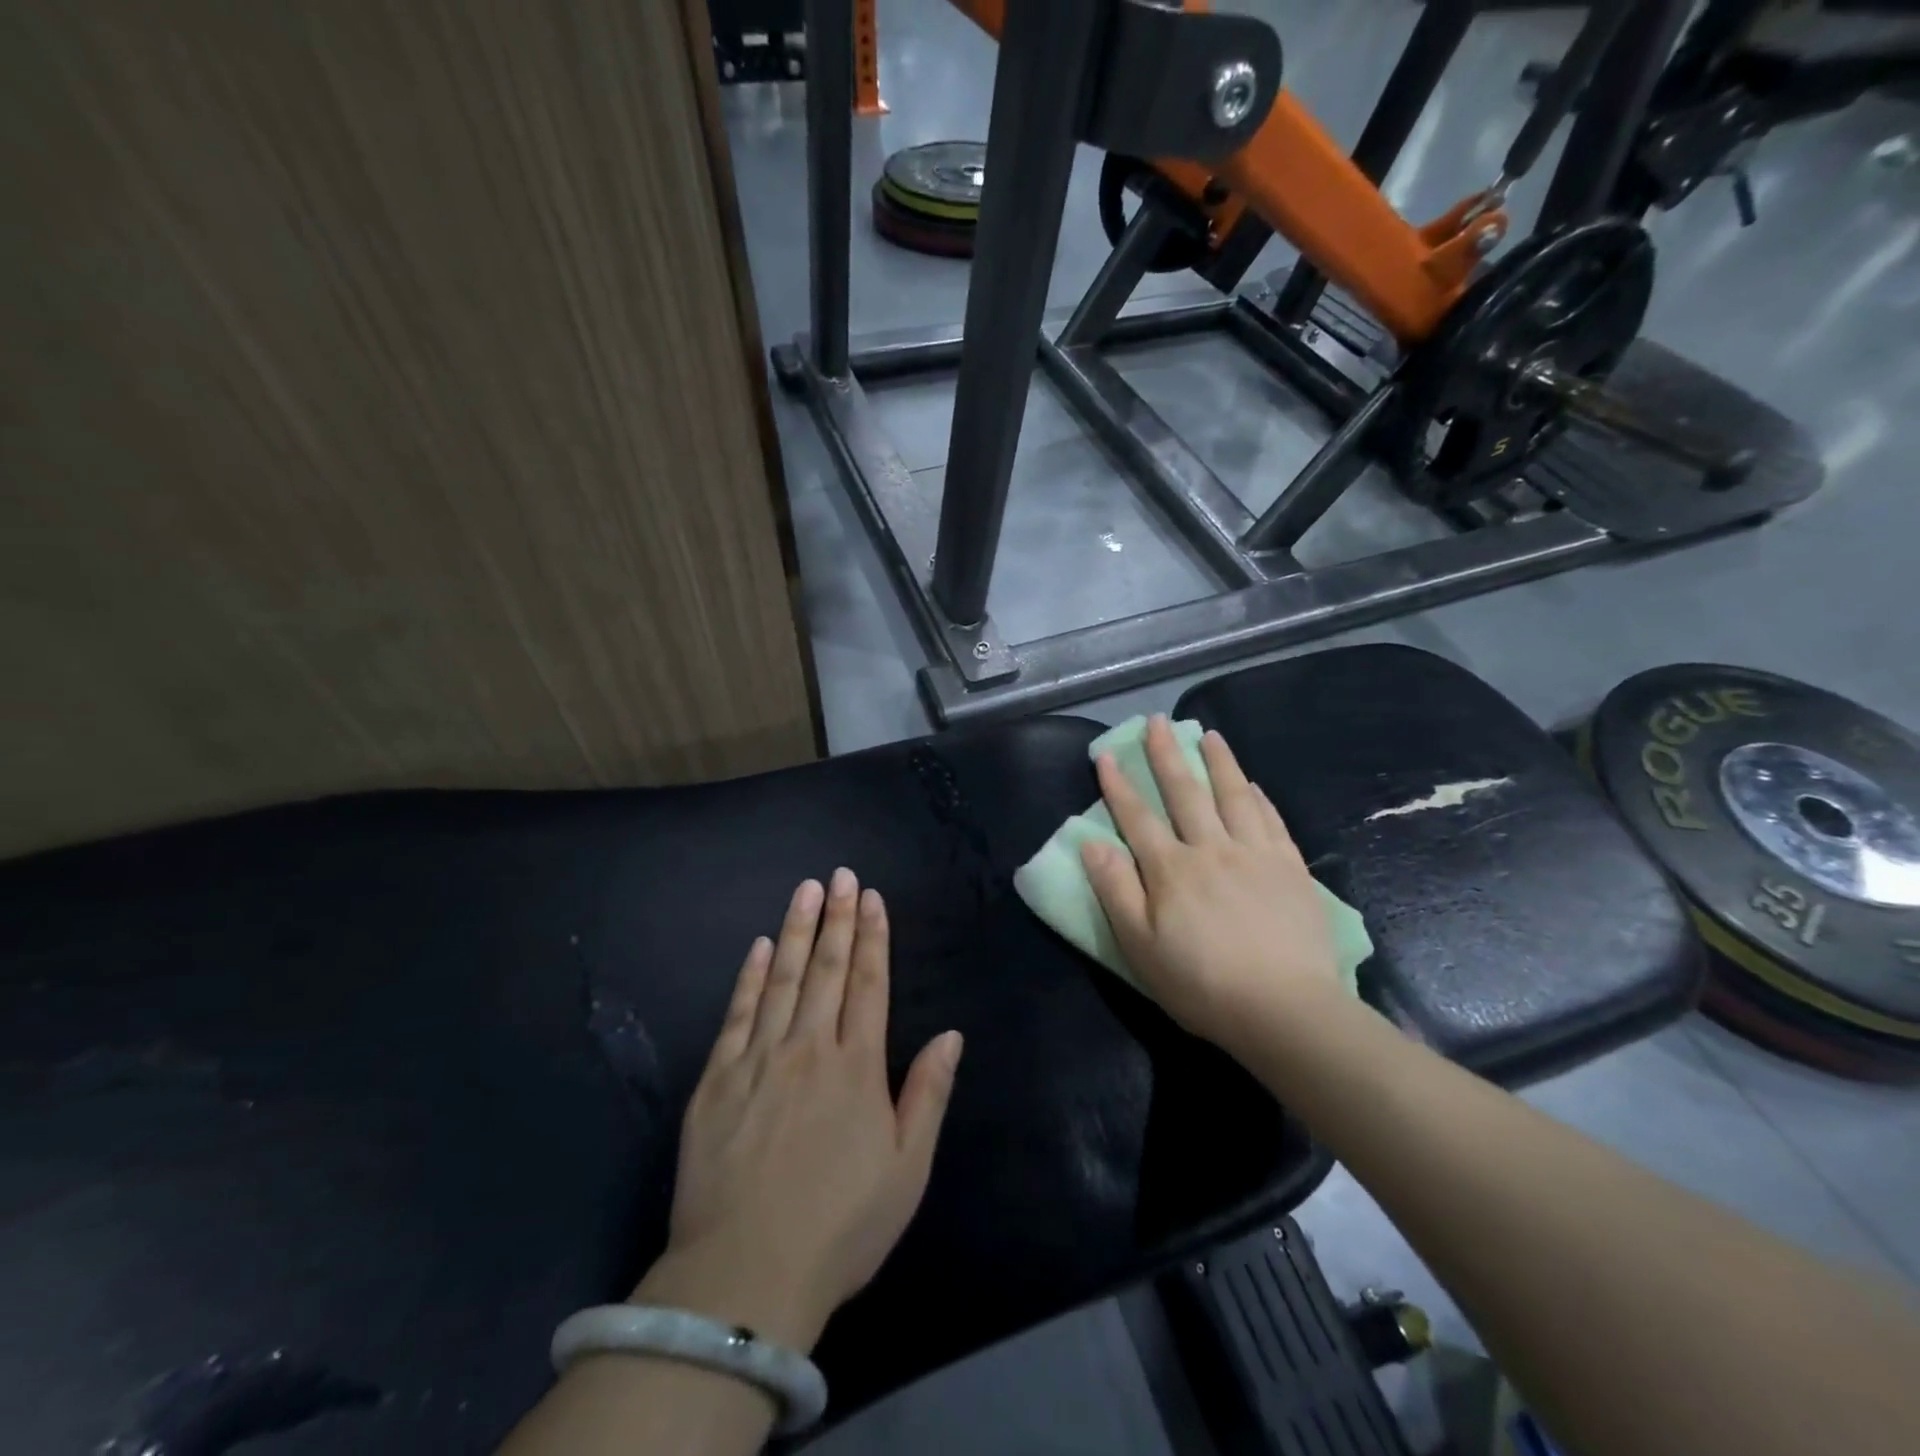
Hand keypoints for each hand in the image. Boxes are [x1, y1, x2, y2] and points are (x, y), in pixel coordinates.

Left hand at [637, 870, 962, 1353]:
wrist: (745, 1275)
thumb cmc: (840, 1225)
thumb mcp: (907, 1169)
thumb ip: (928, 1094)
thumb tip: (951, 1034)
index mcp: (857, 1067)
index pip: (868, 983)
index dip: (872, 937)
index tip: (871, 897)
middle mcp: (809, 1048)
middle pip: (826, 969)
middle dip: (837, 918)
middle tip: (841, 875)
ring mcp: (758, 1059)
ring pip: (781, 978)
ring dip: (795, 930)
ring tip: (806, 889)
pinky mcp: (717, 1079)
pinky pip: (737, 1014)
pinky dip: (749, 976)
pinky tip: (757, 947)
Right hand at [1078, 716, 1342, 1052]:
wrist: (1285, 1009)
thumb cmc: (1201, 983)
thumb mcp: (1140, 946)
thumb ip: (1115, 890)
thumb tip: (1092, 843)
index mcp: (1171, 869)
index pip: (1137, 817)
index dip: (1118, 785)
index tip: (1105, 754)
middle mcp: (1211, 849)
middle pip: (1185, 792)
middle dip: (1166, 754)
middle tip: (1157, 721)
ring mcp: (1255, 855)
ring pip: (1233, 796)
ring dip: (1218, 762)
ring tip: (1208, 734)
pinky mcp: (1290, 869)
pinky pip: (1271, 822)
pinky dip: (1258, 798)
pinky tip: (1252, 785)